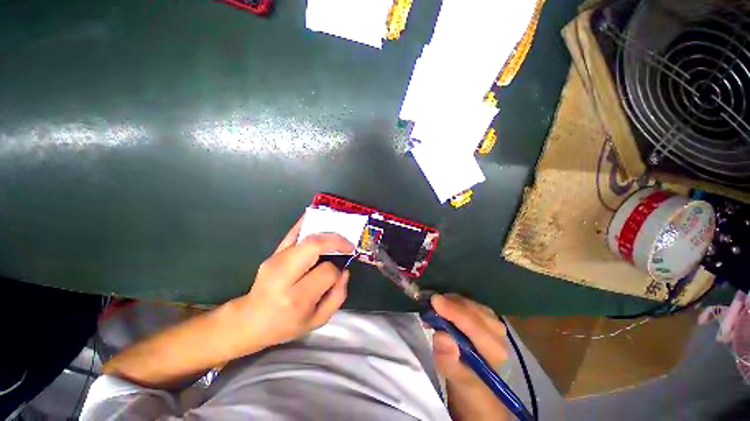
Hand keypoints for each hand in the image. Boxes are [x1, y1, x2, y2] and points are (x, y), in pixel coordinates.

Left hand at [227, 218, 354, 352]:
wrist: (250, 320)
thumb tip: (345, 271)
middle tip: (348, 244)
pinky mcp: (273, 253)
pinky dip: (306, 222)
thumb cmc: (286, 325)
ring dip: (326, 232)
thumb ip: (337, 296)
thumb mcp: (317, 321)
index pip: (326, 272)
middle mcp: (283, 276)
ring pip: (306, 237)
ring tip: (339, 234)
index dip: (338, 271)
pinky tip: (317, 215)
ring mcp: (276, 261)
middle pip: (314, 246)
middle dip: (336, 241)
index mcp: (297, 297)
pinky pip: (292, 233)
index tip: (340, 273)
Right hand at [430, 294, 507, 385]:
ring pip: (472, 304)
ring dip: (452, 301)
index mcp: (494, 352)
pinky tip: (444, 305)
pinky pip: (471, 304)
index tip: (434, 300)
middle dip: (452, 303)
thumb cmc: (465, 385)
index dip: (454, 312)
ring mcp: (495, 325)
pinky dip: (455, 301)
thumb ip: (449, 362)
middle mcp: (499, 335)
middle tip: (431, 301)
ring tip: (436, 304)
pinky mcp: (487, 319)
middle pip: (474, 311)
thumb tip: (443, 337)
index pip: (474, 326)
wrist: (476, 384)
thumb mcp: (454, 380)